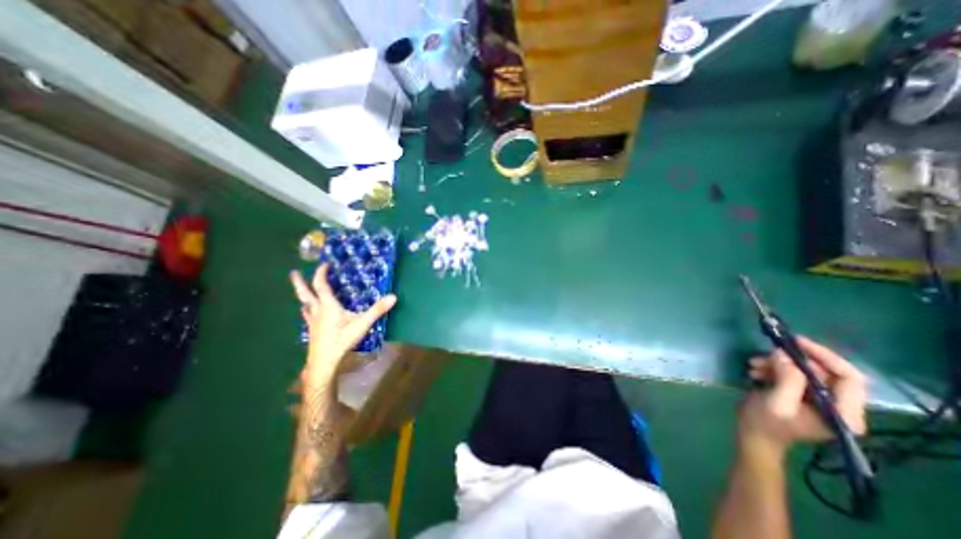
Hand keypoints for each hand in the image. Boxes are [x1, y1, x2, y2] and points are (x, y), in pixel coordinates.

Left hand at [294, 262, 397, 373]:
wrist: (324, 362)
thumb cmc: (342, 340)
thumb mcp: (362, 323)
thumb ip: (377, 310)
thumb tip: (393, 296)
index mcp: (328, 306)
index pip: (321, 285)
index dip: (321, 273)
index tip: (325, 264)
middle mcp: (317, 311)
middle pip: (305, 294)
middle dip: (299, 282)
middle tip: (294, 273)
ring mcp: (313, 322)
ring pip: (305, 305)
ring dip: (303, 296)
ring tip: (303, 291)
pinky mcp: (313, 331)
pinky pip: (308, 316)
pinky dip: (307, 311)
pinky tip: (308, 313)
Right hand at [737, 337, 866, 459]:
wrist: (753, 435)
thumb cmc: (766, 423)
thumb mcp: (777, 402)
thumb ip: (788, 380)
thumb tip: (784, 354)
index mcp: (844, 413)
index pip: (850, 378)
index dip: (825, 357)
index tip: (797, 342)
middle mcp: (839, 406)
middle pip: (824, 372)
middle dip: (792, 360)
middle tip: (766, 353)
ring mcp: (820, 400)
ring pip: (805, 370)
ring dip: (778, 363)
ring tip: (754, 364)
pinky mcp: (802, 395)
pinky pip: (793, 373)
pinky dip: (773, 368)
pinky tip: (756, 370)